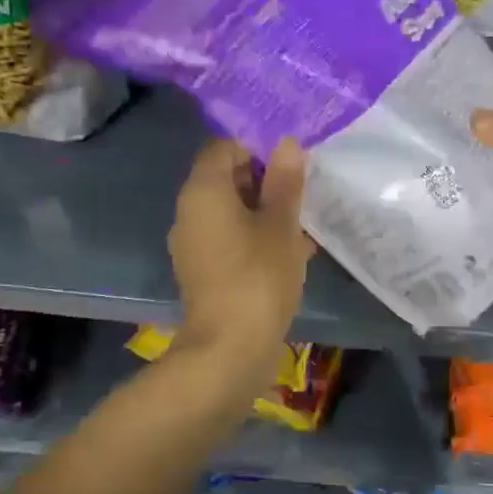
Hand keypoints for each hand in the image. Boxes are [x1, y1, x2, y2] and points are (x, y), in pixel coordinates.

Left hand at [167, 138, 312, 375]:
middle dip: (265, 182)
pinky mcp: (203, 271)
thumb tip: (287, 144)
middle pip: (226, 179)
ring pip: (231, 212)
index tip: (292, 163)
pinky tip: (290, 253)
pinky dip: (255, 238)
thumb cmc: (259, 276)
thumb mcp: (282, 225)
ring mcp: (193, 244)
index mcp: (203, 191)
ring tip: (303, 225)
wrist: (231, 349)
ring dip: (265, 213)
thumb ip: (285, 182)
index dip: (258, 148)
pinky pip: (229, 239)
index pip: (223, 148)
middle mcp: (189, 212)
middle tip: (303, 193)